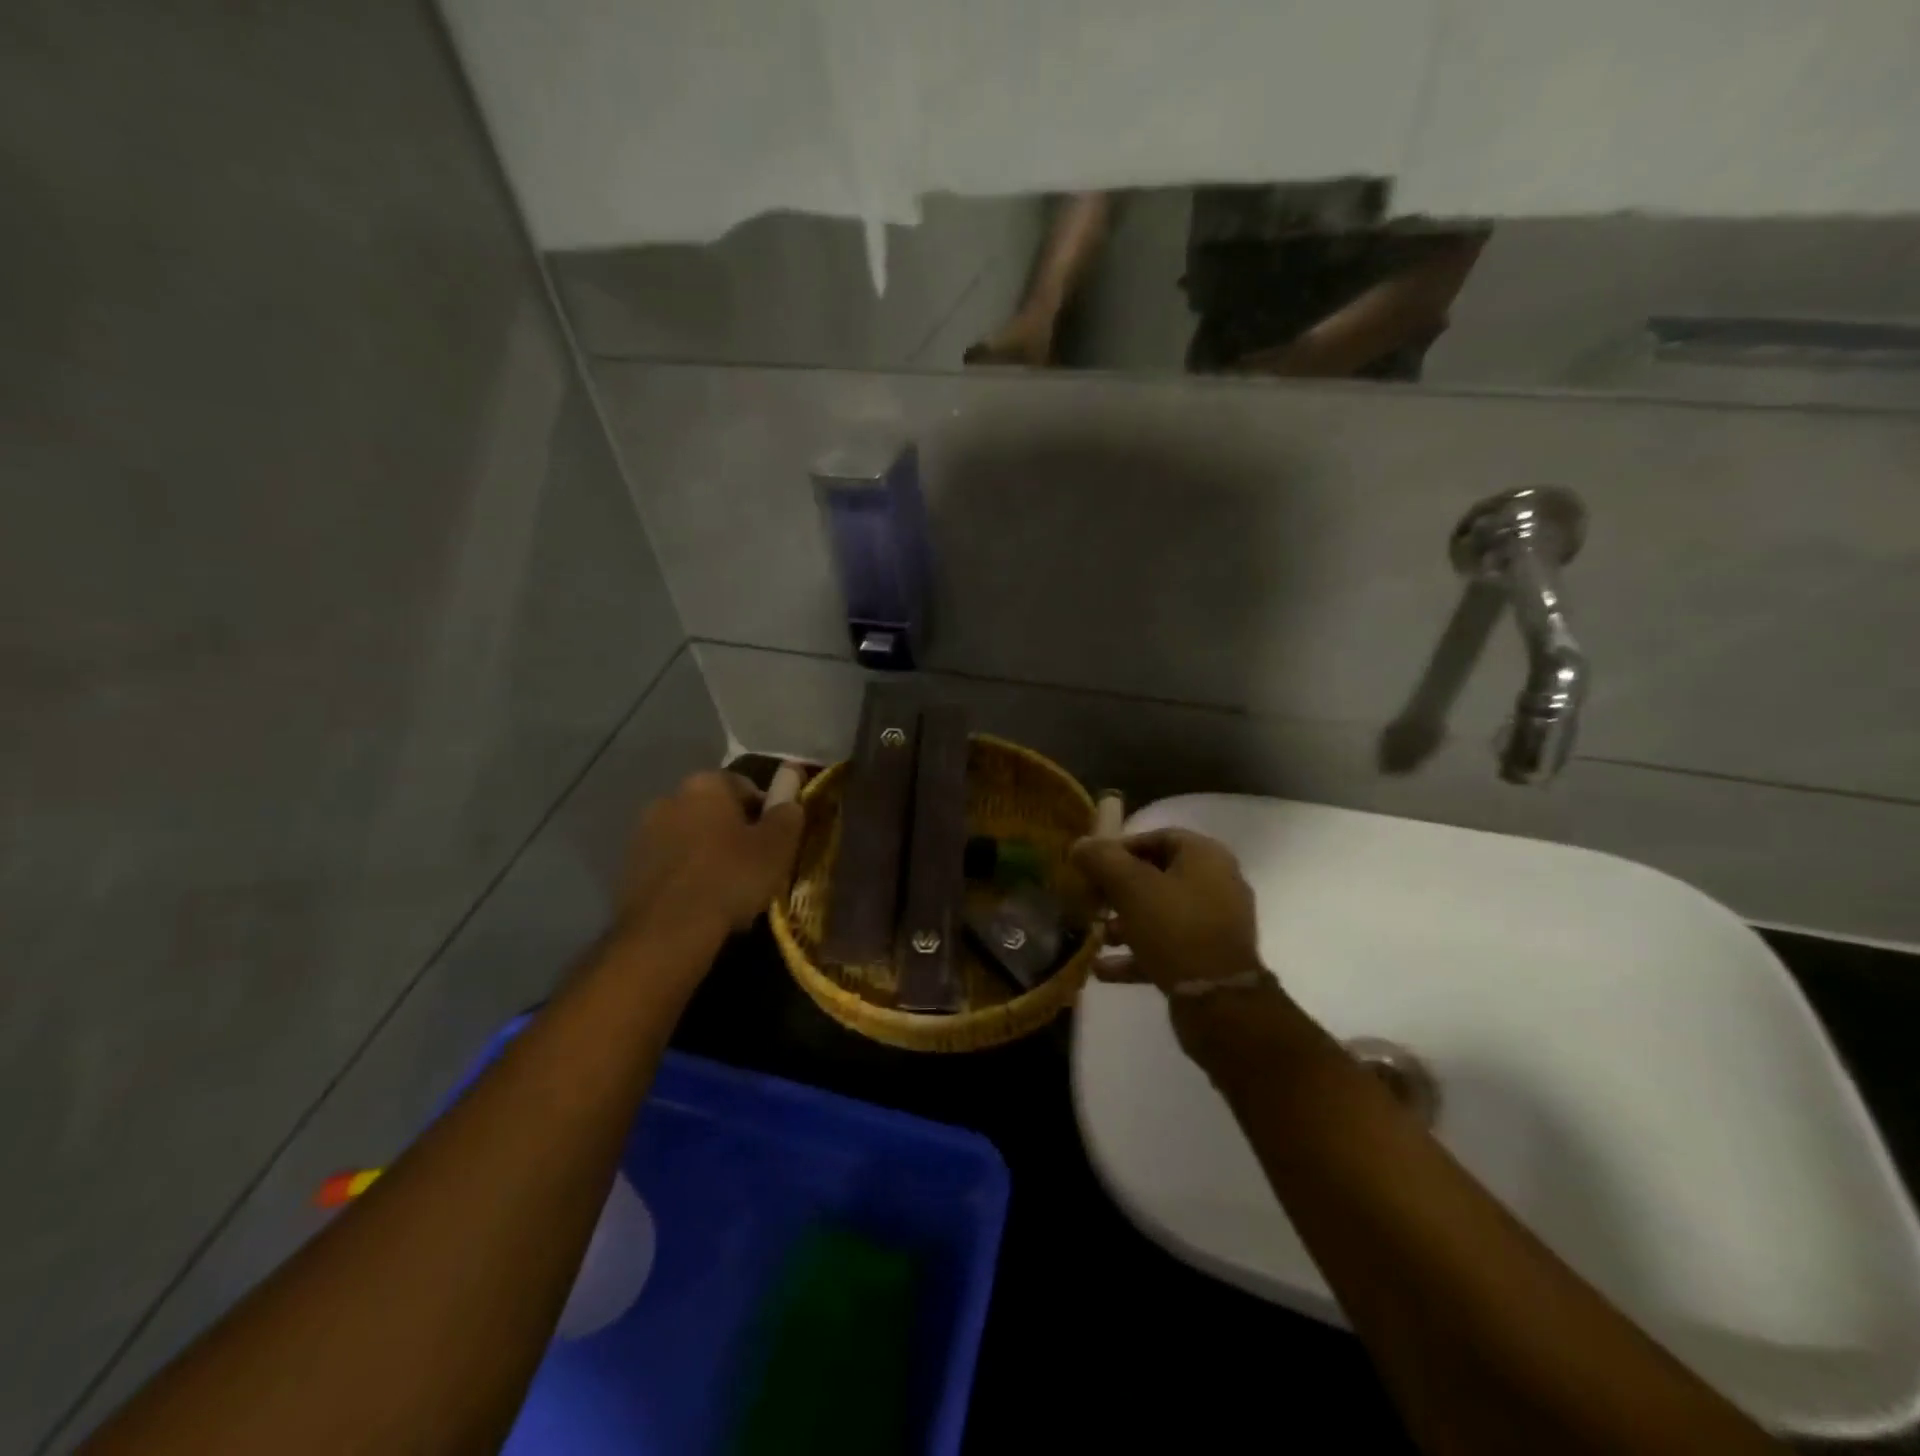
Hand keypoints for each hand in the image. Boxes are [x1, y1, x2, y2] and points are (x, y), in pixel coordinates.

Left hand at [621, 771, 804, 942]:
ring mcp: (643, 832)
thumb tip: (790, 799)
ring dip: (707, 853)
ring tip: (728, 889)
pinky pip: (670, 863)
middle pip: (714, 810)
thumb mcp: (777, 846)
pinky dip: (685, 875)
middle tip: (754, 865)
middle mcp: (670, 797)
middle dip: (733, 832)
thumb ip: (787, 814)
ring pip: (690, 837)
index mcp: (706, 784)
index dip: (766, 812)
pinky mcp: (628, 867)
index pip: (745, 786)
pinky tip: (701, 902)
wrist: (668, 931)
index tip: (775, 841)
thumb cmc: (731, 877)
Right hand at [1070, 829, 1263, 992]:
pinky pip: (1167, 946)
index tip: (1091, 864)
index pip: (1158, 837)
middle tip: (1090, 900)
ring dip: (1125, 923)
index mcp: (1206, 856)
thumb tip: (1081, 844)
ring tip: (1096, 936)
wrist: (1219, 1001)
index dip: (1121, 847)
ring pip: (1160, 913)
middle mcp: (1216, 884)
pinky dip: (1136, 953)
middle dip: (1118, 889)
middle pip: (1157, 876)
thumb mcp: (1131, 887)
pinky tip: (1102, 969)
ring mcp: (1215, 924)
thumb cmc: (1175, 928)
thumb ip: (1102, 860)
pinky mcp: (1209, 959)